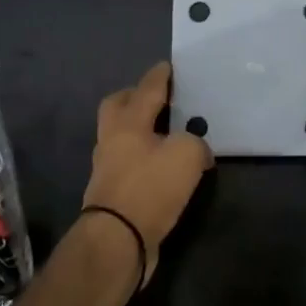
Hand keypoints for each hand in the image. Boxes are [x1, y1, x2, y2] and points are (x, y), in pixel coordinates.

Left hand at [81, 62, 211, 285]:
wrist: (118, 240)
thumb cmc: (150, 188)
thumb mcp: (187, 156)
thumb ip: (196, 143)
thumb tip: (197, 152)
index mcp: (128, 122)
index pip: (147, 90)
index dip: (159, 76)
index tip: (168, 66)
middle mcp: (113, 140)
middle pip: (118, 107)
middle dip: (135, 98)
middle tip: (158, 98)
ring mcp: (108, 167)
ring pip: (122, 136)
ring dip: (140, 130)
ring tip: (167, 133)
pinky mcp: (113, 193)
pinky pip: (129, 163)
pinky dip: (144, 158)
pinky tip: (163, 166)